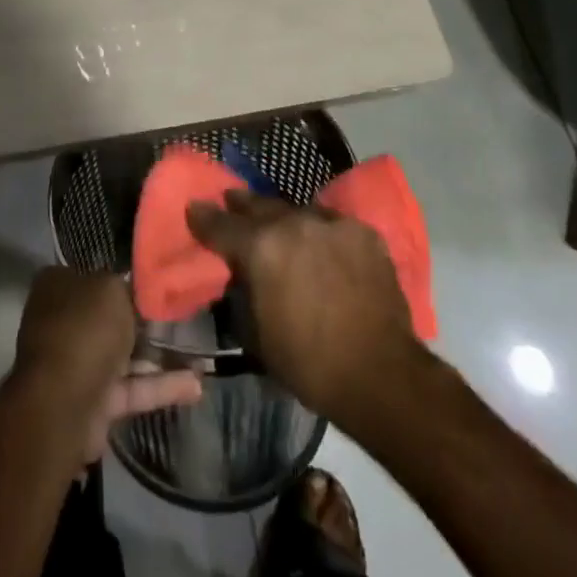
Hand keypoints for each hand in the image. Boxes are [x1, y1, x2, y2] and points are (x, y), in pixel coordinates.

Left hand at [14, 267, 203, 462]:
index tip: (154, 285)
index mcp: (57, 286)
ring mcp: (76, 364)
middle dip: (142, 321)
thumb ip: (126, 288)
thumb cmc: (85, 329)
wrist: (64, 404)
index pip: (92, 275)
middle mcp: (63, 322)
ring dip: (158, 357)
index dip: (122, 280)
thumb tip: (132, 291)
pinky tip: (195, 386)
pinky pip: (131, 388)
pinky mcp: (94, 402)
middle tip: (181, 317)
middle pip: (108, 317)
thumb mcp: (112, 289)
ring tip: (200, 355)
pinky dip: (160, 387)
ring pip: (123, 356)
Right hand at [187, 192, 423, 420]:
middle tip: (232, 201)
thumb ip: (244, 293)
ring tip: (280, 226)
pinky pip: (332, 225)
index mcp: (261, 248)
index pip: (222, 225)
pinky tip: (323, 246)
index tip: (194, 208)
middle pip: (260, 205)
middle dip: (242, 205)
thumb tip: (240, 276)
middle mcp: (293, 223)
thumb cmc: (310, 364)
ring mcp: (331, 223)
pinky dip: (322, 233)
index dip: (203, 217)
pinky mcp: (364, 232)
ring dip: (285, 219)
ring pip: (298, 211)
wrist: (382, 376)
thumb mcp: (258, 335)